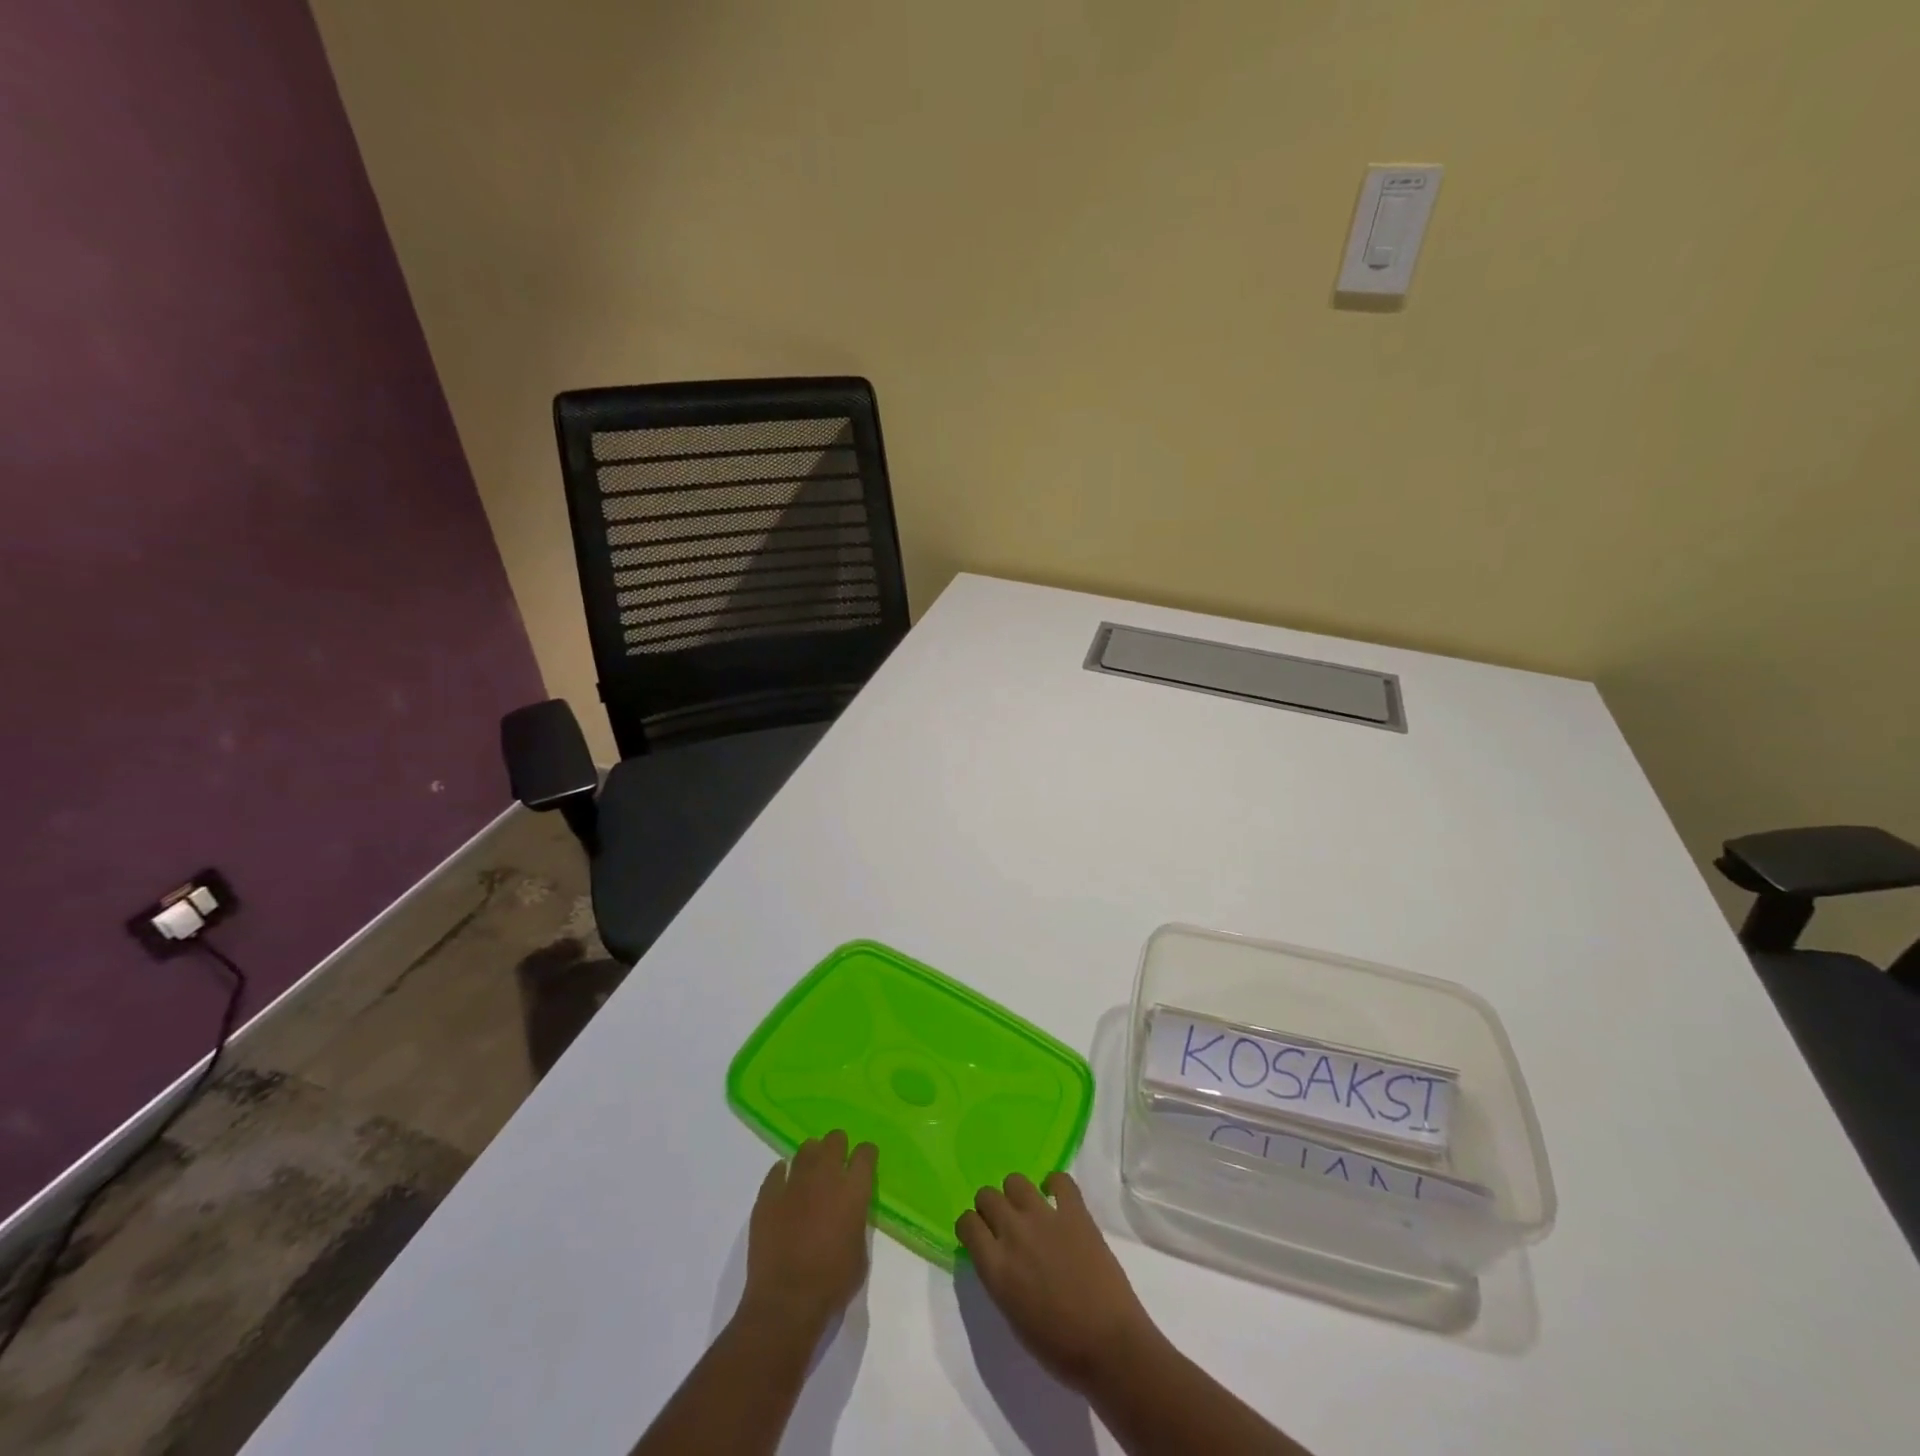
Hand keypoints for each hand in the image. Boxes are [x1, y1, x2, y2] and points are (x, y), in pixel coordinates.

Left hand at [739, 1131, 877, 1341]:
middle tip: (837, 1163)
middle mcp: (825, 1176)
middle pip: (835, 1140)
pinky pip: (777, 1171)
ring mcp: (794, 1183)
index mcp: (852, 1190)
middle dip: (839, 1147)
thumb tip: (849, 1212)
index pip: (865, 1153)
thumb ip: (856, 1222)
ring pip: (806, 1149)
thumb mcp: (860, 1254)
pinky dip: (783, 1174)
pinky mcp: (768, 1196)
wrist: (785, 1303)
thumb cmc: (831, 1284)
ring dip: (812, 1157)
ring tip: (811, 1174)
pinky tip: (785, 1186)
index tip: (864, 1162)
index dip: (866, 1155)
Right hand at [955, 1171, 1161, 1391]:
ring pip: (1015, 1181)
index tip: (979, 1236)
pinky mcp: (1075, 1211)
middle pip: (987, 1196)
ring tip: (1028, 1211)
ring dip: (1017, 1195)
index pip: (966, 1223)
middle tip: (1004, 1225)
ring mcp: (1045, 1217)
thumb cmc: (1058, 1347)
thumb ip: (999, 1278)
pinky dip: (1055, 1185)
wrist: (1109, 1346)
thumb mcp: (1012, 1316)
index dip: (971, 1227)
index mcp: (995, 1267)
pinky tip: (1057, 1199)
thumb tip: (997, 1256)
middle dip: (990, 1208)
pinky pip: (1060, 1180)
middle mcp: (1014, 1233)